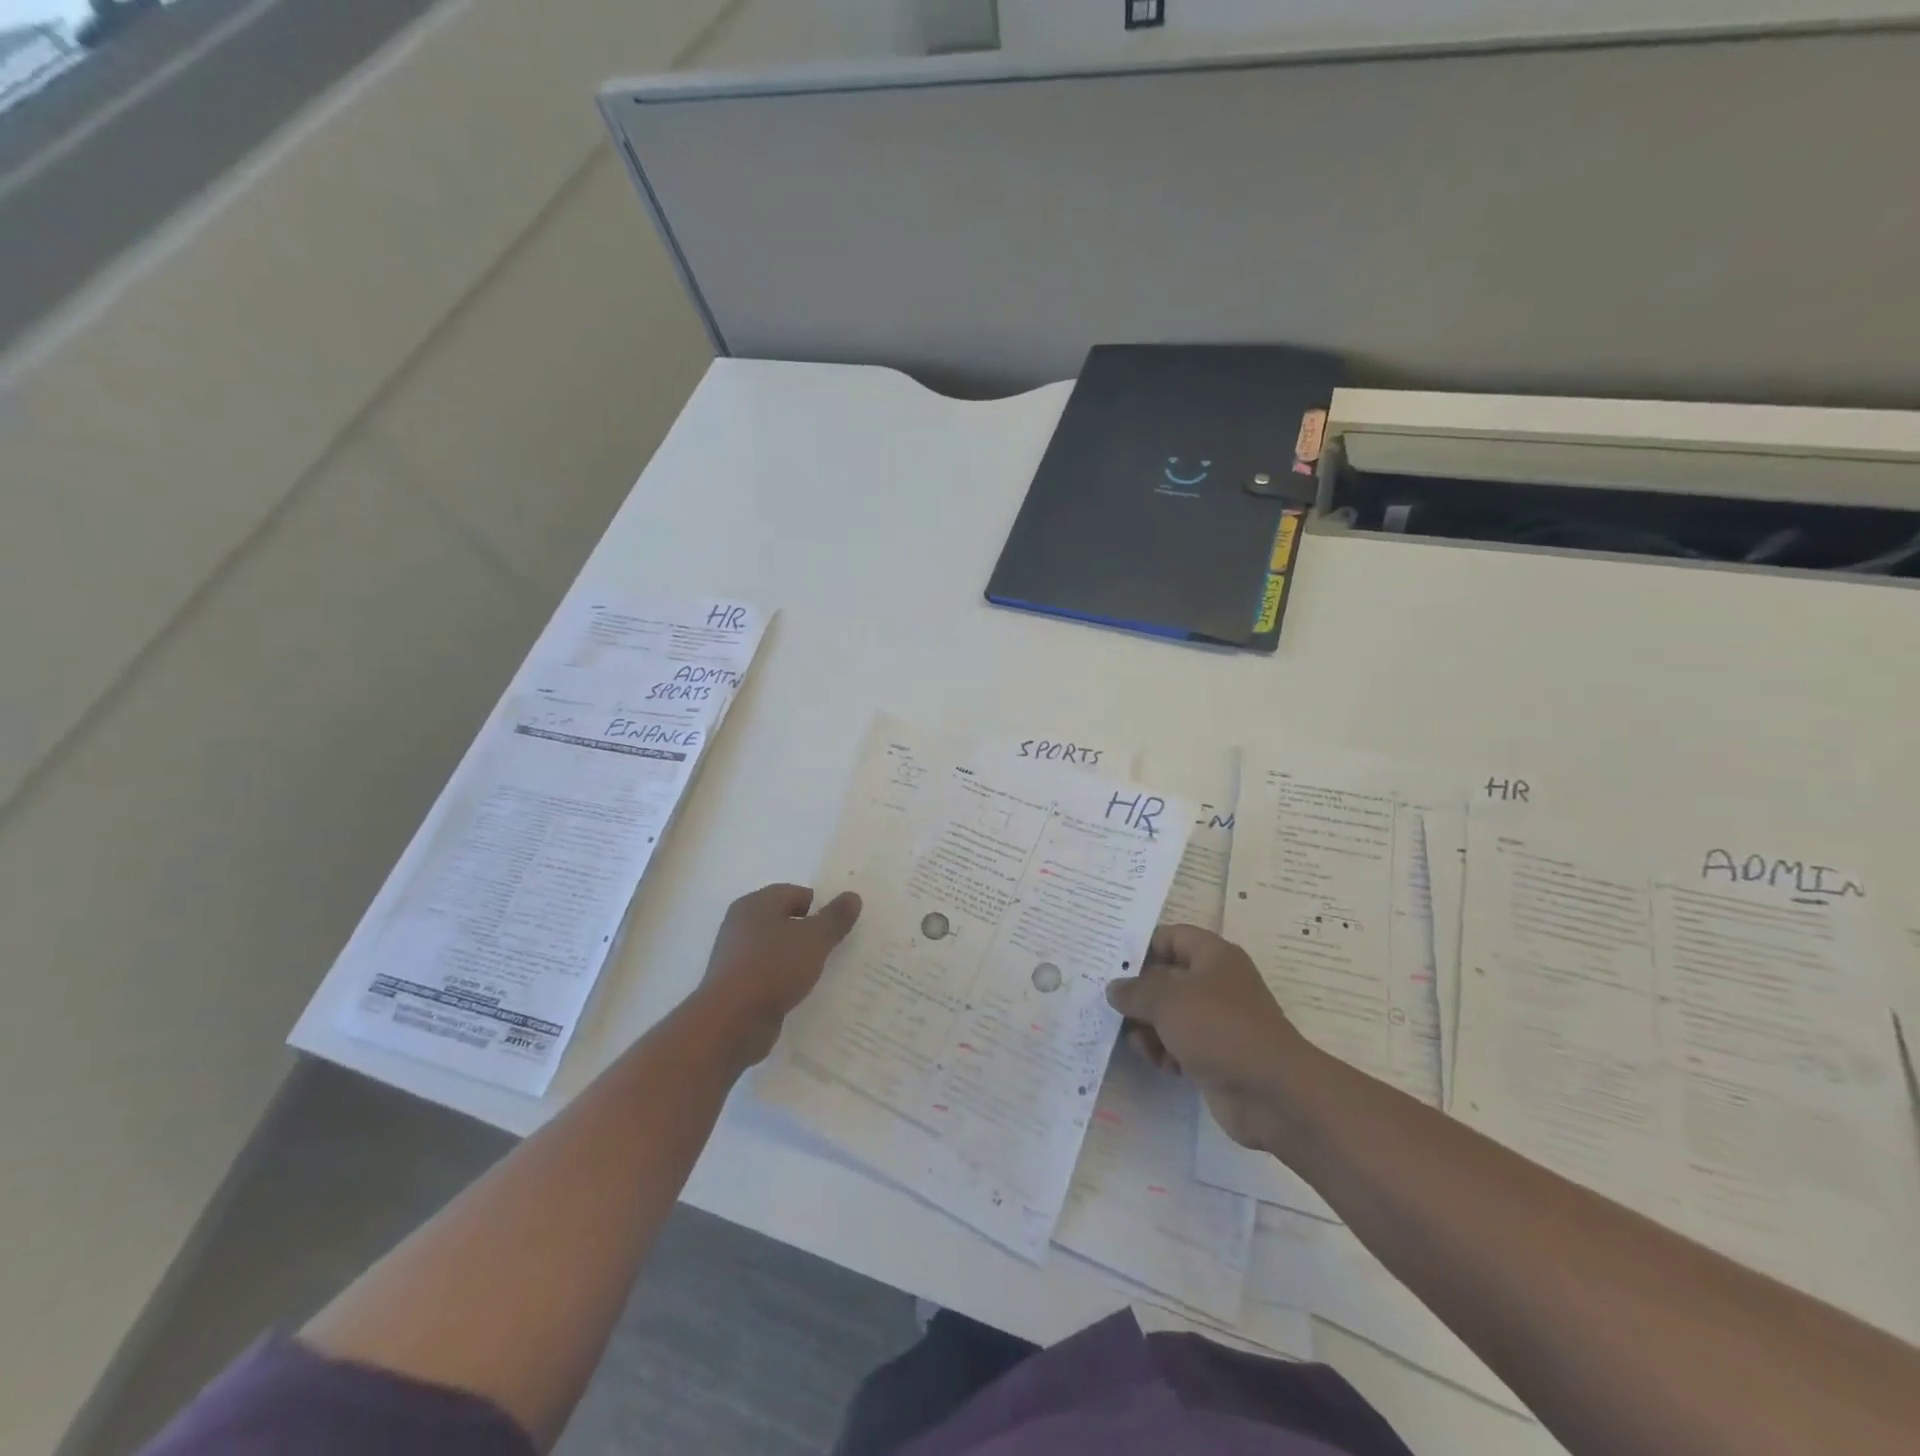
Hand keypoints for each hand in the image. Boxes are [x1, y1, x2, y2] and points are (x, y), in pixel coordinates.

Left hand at [692, 883, 860, 1064]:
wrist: (731, 1022)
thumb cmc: (773, 967)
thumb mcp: (814, 939)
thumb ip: (835, 917)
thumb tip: (852, 896)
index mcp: (755, 904)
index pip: (794, 893)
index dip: (818, 906)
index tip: (838, 926)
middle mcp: (741, 925)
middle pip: (783, 920)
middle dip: (809, 932)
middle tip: (835, 947)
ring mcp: (735, 957)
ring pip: (776, 949)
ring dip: (797, 958)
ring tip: (822, 972)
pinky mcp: (736, 987)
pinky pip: (768, 975)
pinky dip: (784, 980)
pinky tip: (800, 992)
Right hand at [1105, 924, 1305, 1149]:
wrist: (1272, 1093)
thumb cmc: (1219, 1029)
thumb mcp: (1167, 1001)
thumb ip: (1135, 991)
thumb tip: (1115, 988)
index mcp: (1213, 956)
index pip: (1171, 937)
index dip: (1142, 948)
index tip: (1113, 967)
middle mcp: (1217, 983)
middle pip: (1166, 978)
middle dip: (1140, 996)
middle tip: (1114, 1010)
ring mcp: (1218, 1021)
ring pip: (1170, 1015)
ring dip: (1149, 1029)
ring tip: (1143, 1045)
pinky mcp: (1216, 1054)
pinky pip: (1180, 1044)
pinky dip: (1167, 1052)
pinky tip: (1165, 1066)